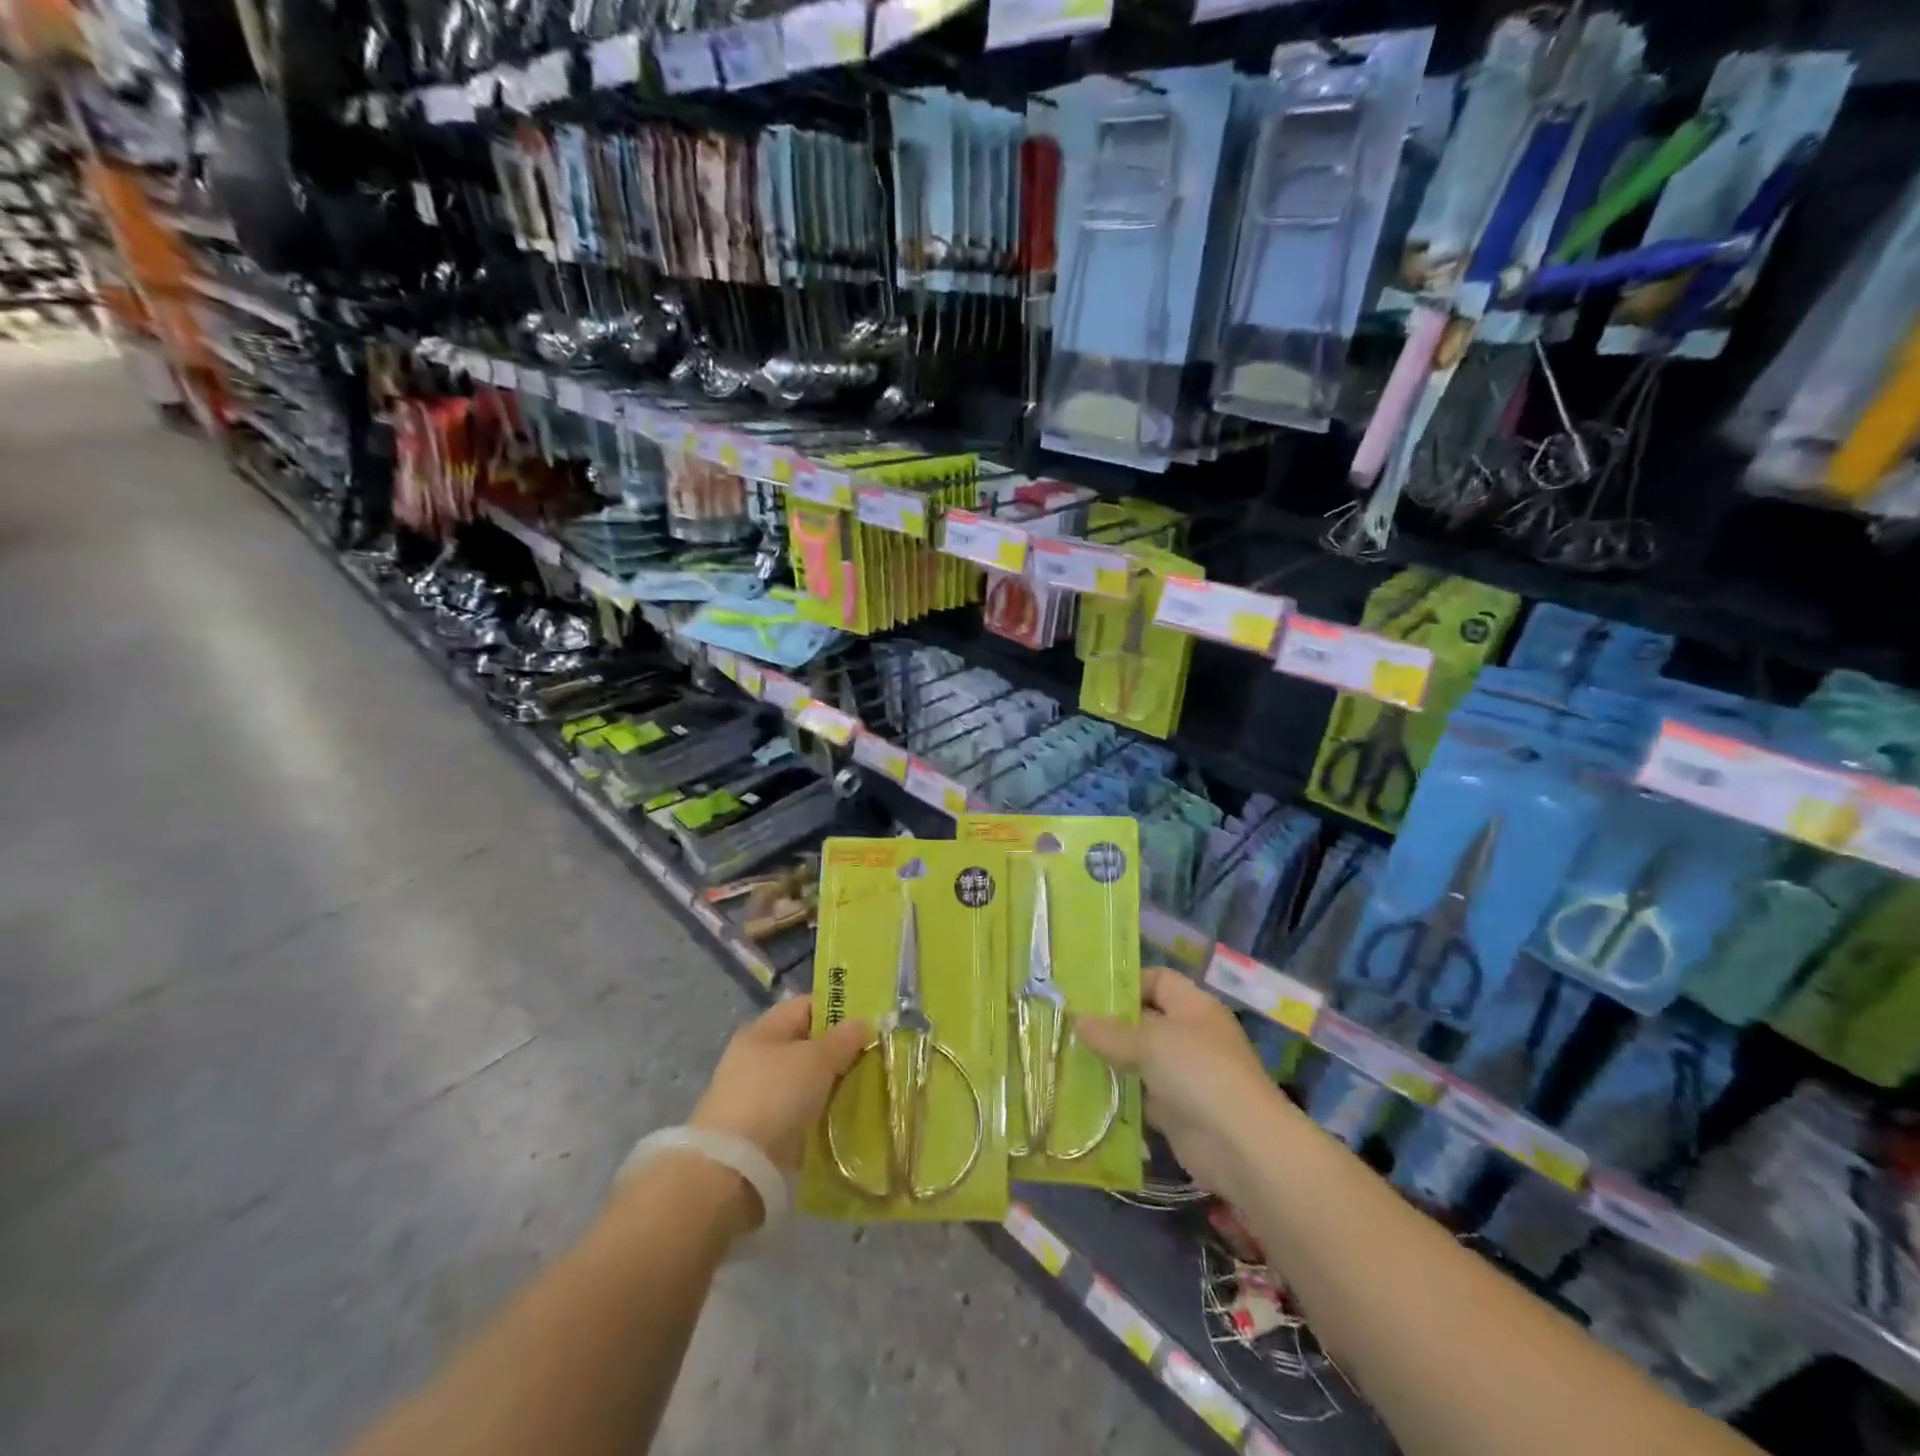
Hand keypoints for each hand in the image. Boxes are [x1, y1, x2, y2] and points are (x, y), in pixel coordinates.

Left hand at [691, 996, 869, 1172]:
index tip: (869, 1025)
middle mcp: (757, 1057)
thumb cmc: (775, 1096)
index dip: (838, 1010)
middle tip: (872, 1061)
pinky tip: (842, 1120)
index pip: (806, 1006)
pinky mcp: (761, 1131)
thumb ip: (843, 1039)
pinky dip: (819, 1114)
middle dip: (839, 1052)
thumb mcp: (817, 1060)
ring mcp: (757, 1095)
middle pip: (807, 1044)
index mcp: (764, 1029)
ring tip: (864, 1092)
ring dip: (831, 1086)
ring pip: (805, 1081)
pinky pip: (799, 1112)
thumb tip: (862, 1022)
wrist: (732, 1168)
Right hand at [1076, 967, 1280, 1194]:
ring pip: (1141, 1060)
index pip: (1158, 980)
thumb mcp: (1149, 1043)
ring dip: (1112, 1062)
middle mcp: (1191, 1036)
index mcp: (1193, 1007)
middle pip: (1146, 1020)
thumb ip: (1112, 1033)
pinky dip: (1120, 1096)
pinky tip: (1088, 1094)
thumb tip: (1078, 1019)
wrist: (1241, 1146)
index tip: (1090, 995)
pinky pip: (1142, 1096)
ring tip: (1069, 1058)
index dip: (1127, 984)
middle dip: (1110, 1025)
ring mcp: (1185, 1075)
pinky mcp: (1177, 1111)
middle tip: (1069, 1027)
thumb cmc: (1198, 1073)